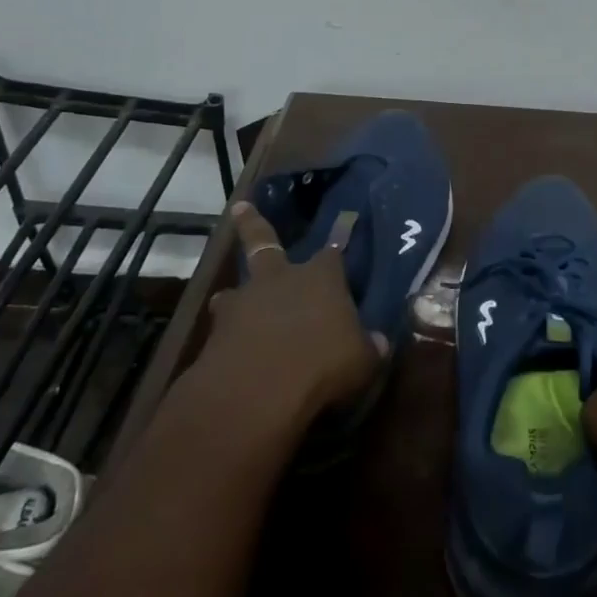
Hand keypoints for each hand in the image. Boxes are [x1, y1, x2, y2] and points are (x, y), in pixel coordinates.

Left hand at [199, 202, 385, 438]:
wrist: (260, 390)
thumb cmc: (324, 364)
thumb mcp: (363, 360)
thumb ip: (370, 347)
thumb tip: (380, 342)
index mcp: (321, 278)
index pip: (333, 253)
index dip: (338, 243)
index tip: (342, 228)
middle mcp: (281, 279)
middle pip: (264, 242)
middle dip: (253, 224)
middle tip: (240, 207)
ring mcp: (244, 303)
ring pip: (235, 289)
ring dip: (236, 296)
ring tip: (229, 302)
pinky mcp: (217, 333)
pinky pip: (223, 328)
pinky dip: (226, 336)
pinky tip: (229, 352)